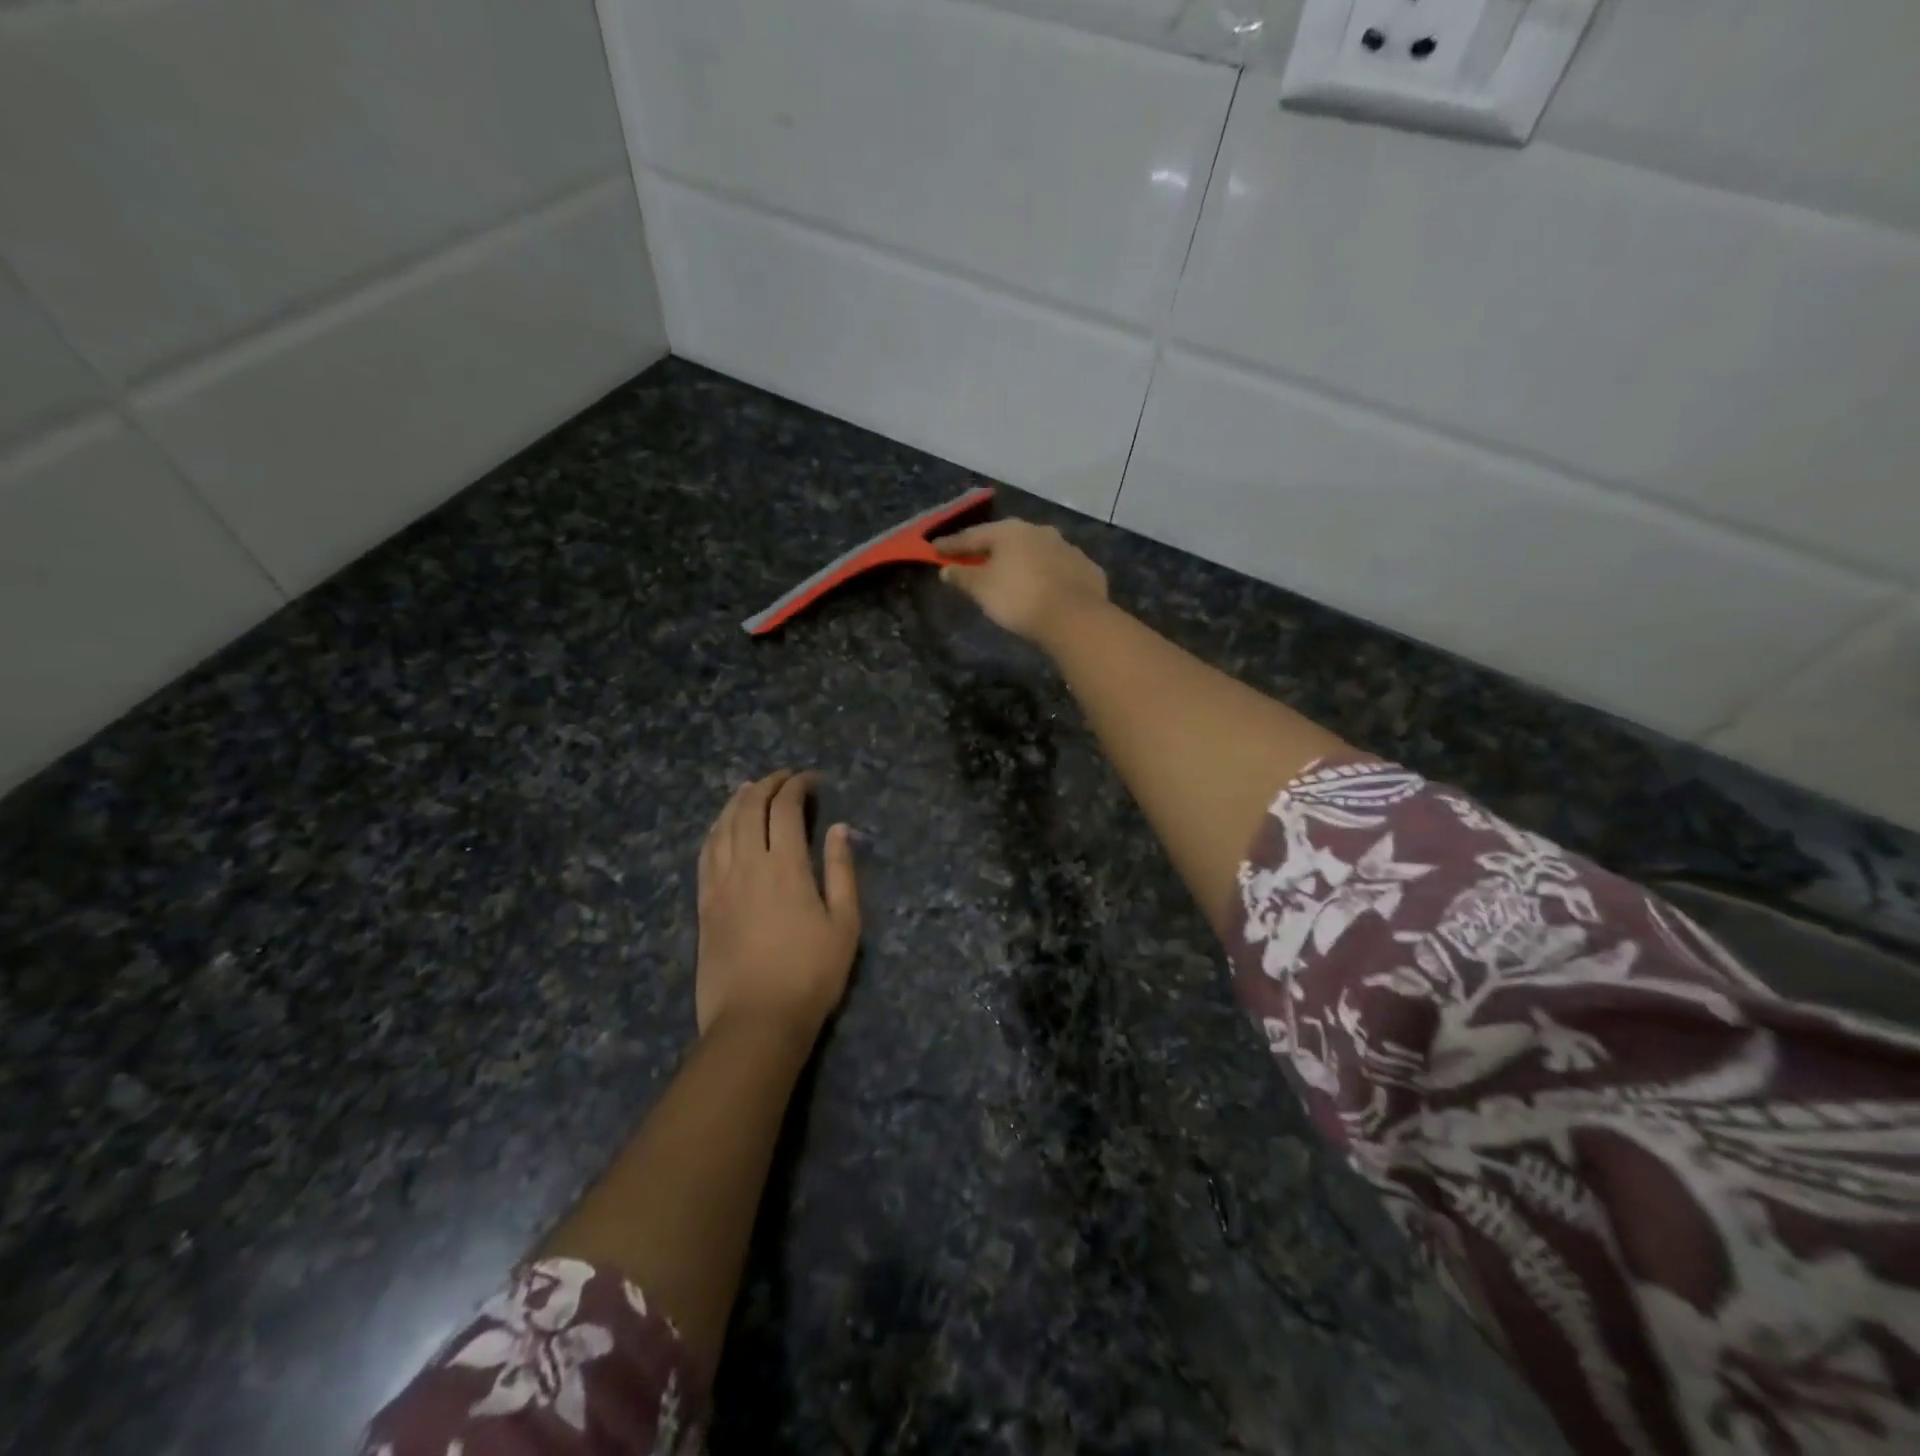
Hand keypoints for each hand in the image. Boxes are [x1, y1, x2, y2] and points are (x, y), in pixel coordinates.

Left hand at [695, 770, 859, 1039]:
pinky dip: (715, 830)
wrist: (756, 1021)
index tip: (811, 779)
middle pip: (749, 809)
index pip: (785, 809)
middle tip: (784, 777)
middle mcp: (747, 865)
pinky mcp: (704, 904)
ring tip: (750, 788)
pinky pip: (705, 854)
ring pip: (723, 827)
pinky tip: (722, 826)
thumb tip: (840, 829)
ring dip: (737, 801)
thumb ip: (841, 870)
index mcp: (785, 866)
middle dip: (767, 785)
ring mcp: (720, 884)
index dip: (797, 786)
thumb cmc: (811, 974)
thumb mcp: (845, 923)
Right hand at [934, 519, 1108, 644]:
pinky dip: (1046, 574)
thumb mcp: (982, 589)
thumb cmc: (1018, 598)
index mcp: (1009, 531)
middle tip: (974, 558)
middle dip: (989, 549)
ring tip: (1010, 573)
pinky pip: (1057, 568)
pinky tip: (1043, 586)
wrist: (1074, 617)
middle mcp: (1039, 531)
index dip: (952, 545)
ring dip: (1020, 560)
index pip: (972, 536)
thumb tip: (947, 569)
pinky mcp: (1086, 568)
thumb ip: (962, 577)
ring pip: (1035, 551)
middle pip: (1006, 539)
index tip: (935, 549)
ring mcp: (1066, 547)